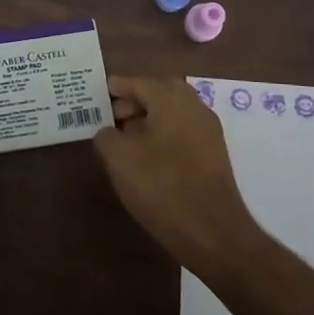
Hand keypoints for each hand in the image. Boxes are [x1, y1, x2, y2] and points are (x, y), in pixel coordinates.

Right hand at [94, 75, 262, 279]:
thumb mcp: (120, 160)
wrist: (213, 232)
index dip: (117, 87)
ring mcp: (208, 131)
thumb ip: (106, 137)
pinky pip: (183, 131)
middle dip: (135, 100)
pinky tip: (147, 156)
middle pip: (160, 93)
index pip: (138, 82)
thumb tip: (109, 132)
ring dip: (149, 118)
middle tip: (112, 115)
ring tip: (125, 138)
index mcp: (171, 99)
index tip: (99, 92)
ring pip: (173, 112)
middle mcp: (194, 107)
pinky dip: (164, 133)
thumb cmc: (162, 187)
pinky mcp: (214, 154)